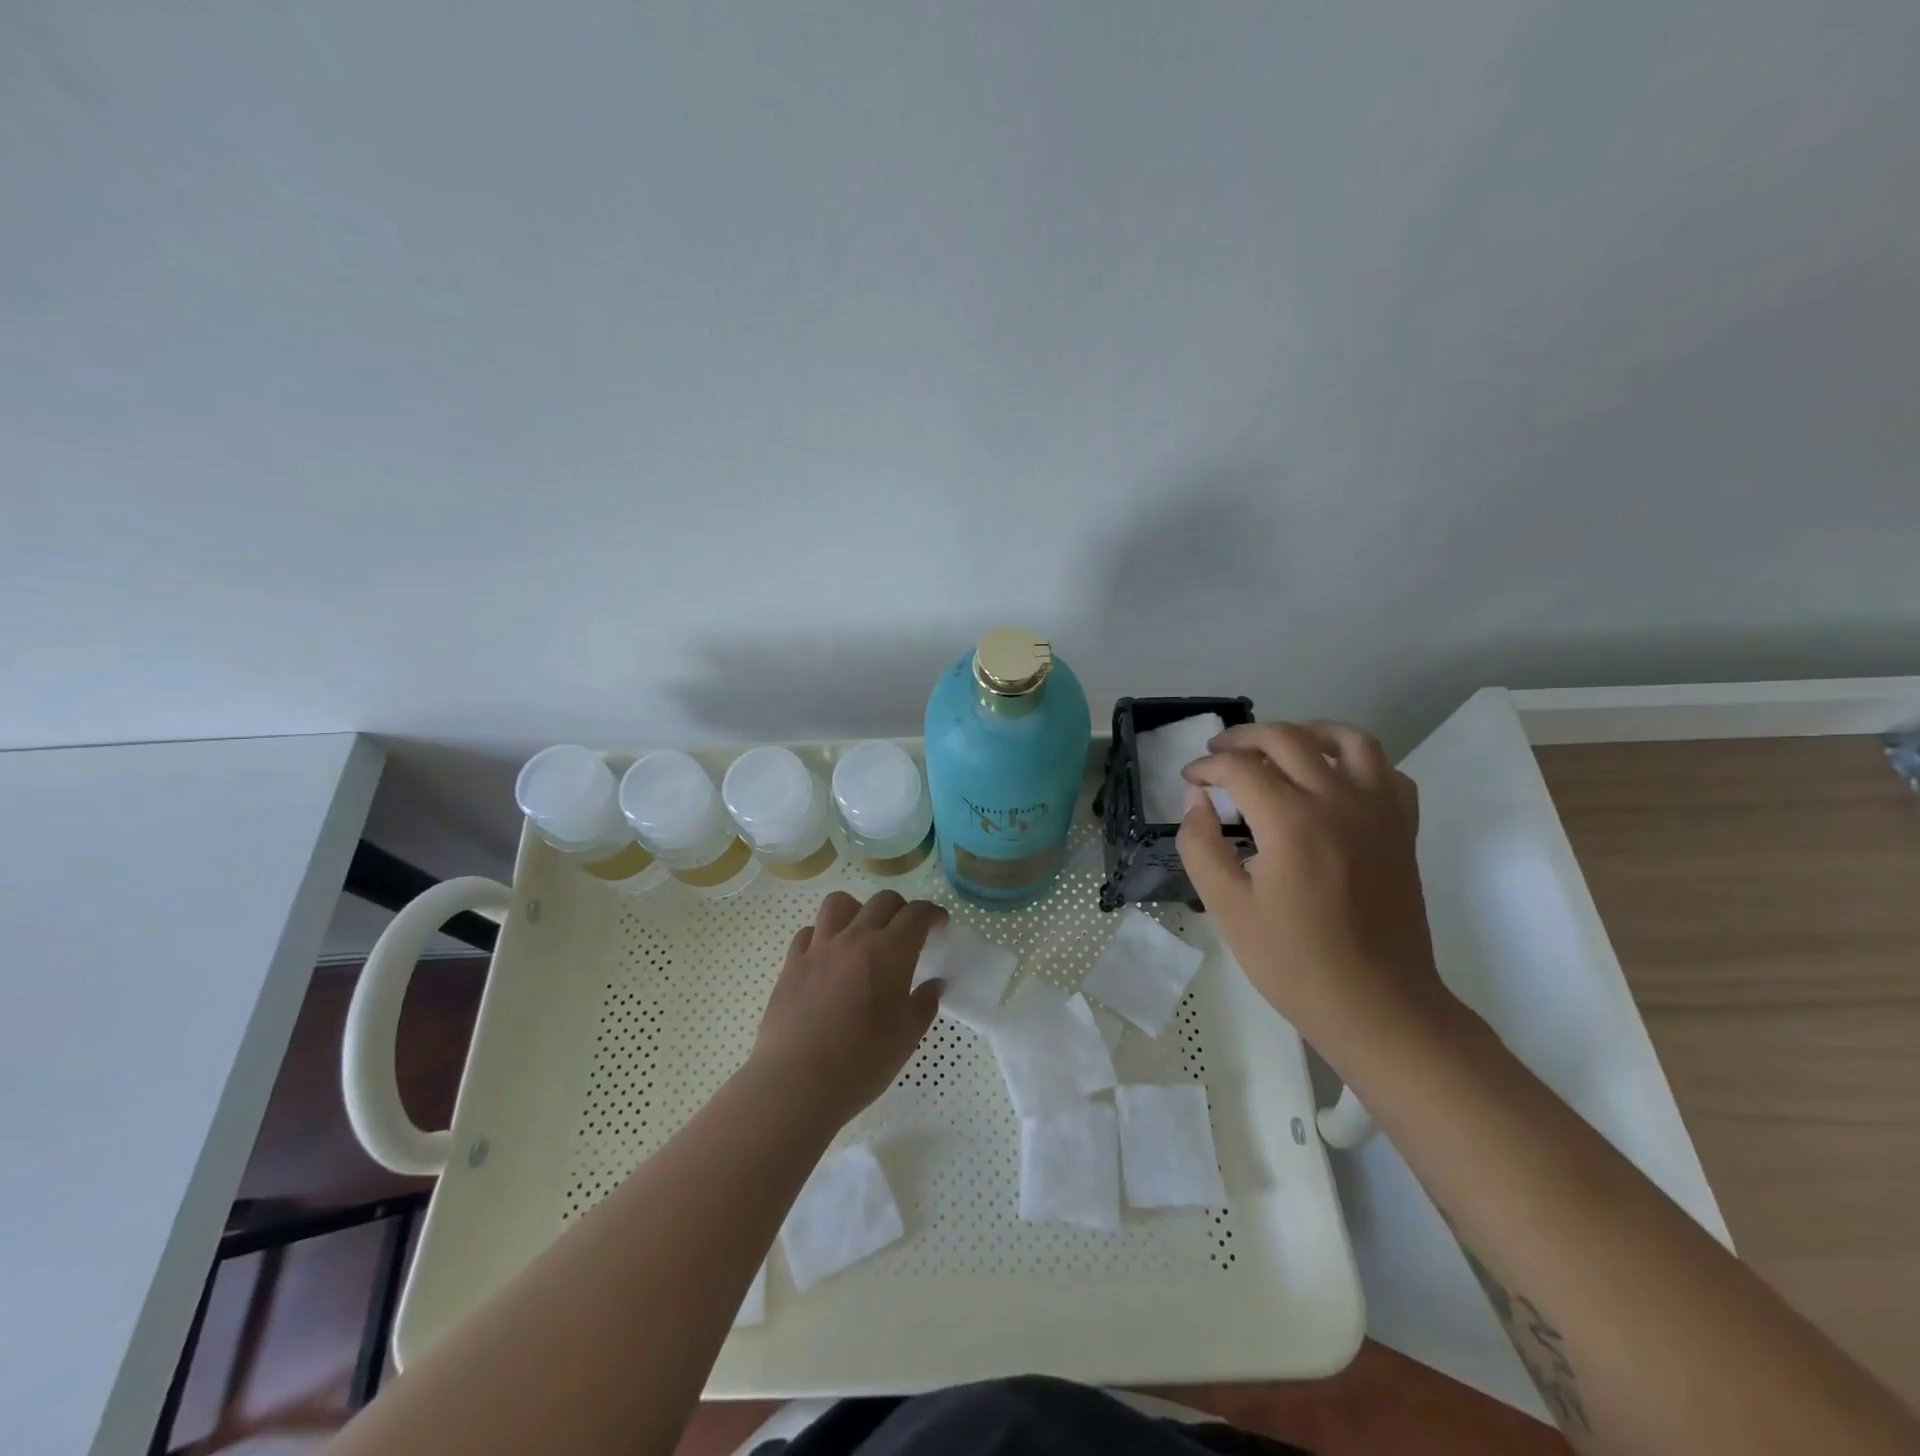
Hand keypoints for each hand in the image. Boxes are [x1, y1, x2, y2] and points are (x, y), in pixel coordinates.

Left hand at [751, 890, 946, 1126]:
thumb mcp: (906, 1038)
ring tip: (863, 933)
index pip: (916, 914)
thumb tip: (934, 984)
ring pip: (840, 903)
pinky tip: (828, 956)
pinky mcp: (791, 963)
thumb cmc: (861, 1063)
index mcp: (890, 952)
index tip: (939, 925)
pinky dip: (824, 935)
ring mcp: (819, 948)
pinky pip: (809, 932)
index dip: (931, 914)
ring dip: (858, 910)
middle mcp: (855, 938)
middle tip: (907, 932)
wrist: (796, 1083)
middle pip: (882, 901)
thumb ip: (923, 1005)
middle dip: (901, 909)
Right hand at [1176, 720, 1448, 1056]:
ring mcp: (1379, 811)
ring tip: (1279, 746)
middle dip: (1244, 738)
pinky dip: (1355, 761)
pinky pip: (1386, 770)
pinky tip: (1333, 779)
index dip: (1206, 767)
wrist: (1379, 1005)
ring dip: (1306, 731)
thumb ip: (1202, 846)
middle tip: (1218, 753)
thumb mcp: (1227, 909)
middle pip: (1287, 739)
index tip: (1189, 780)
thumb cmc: (1295, 963)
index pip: (1240, 768)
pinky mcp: (1402, 828)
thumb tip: (1197, 800)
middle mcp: (1339, 801)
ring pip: (1347, 739)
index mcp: (1292, 822)